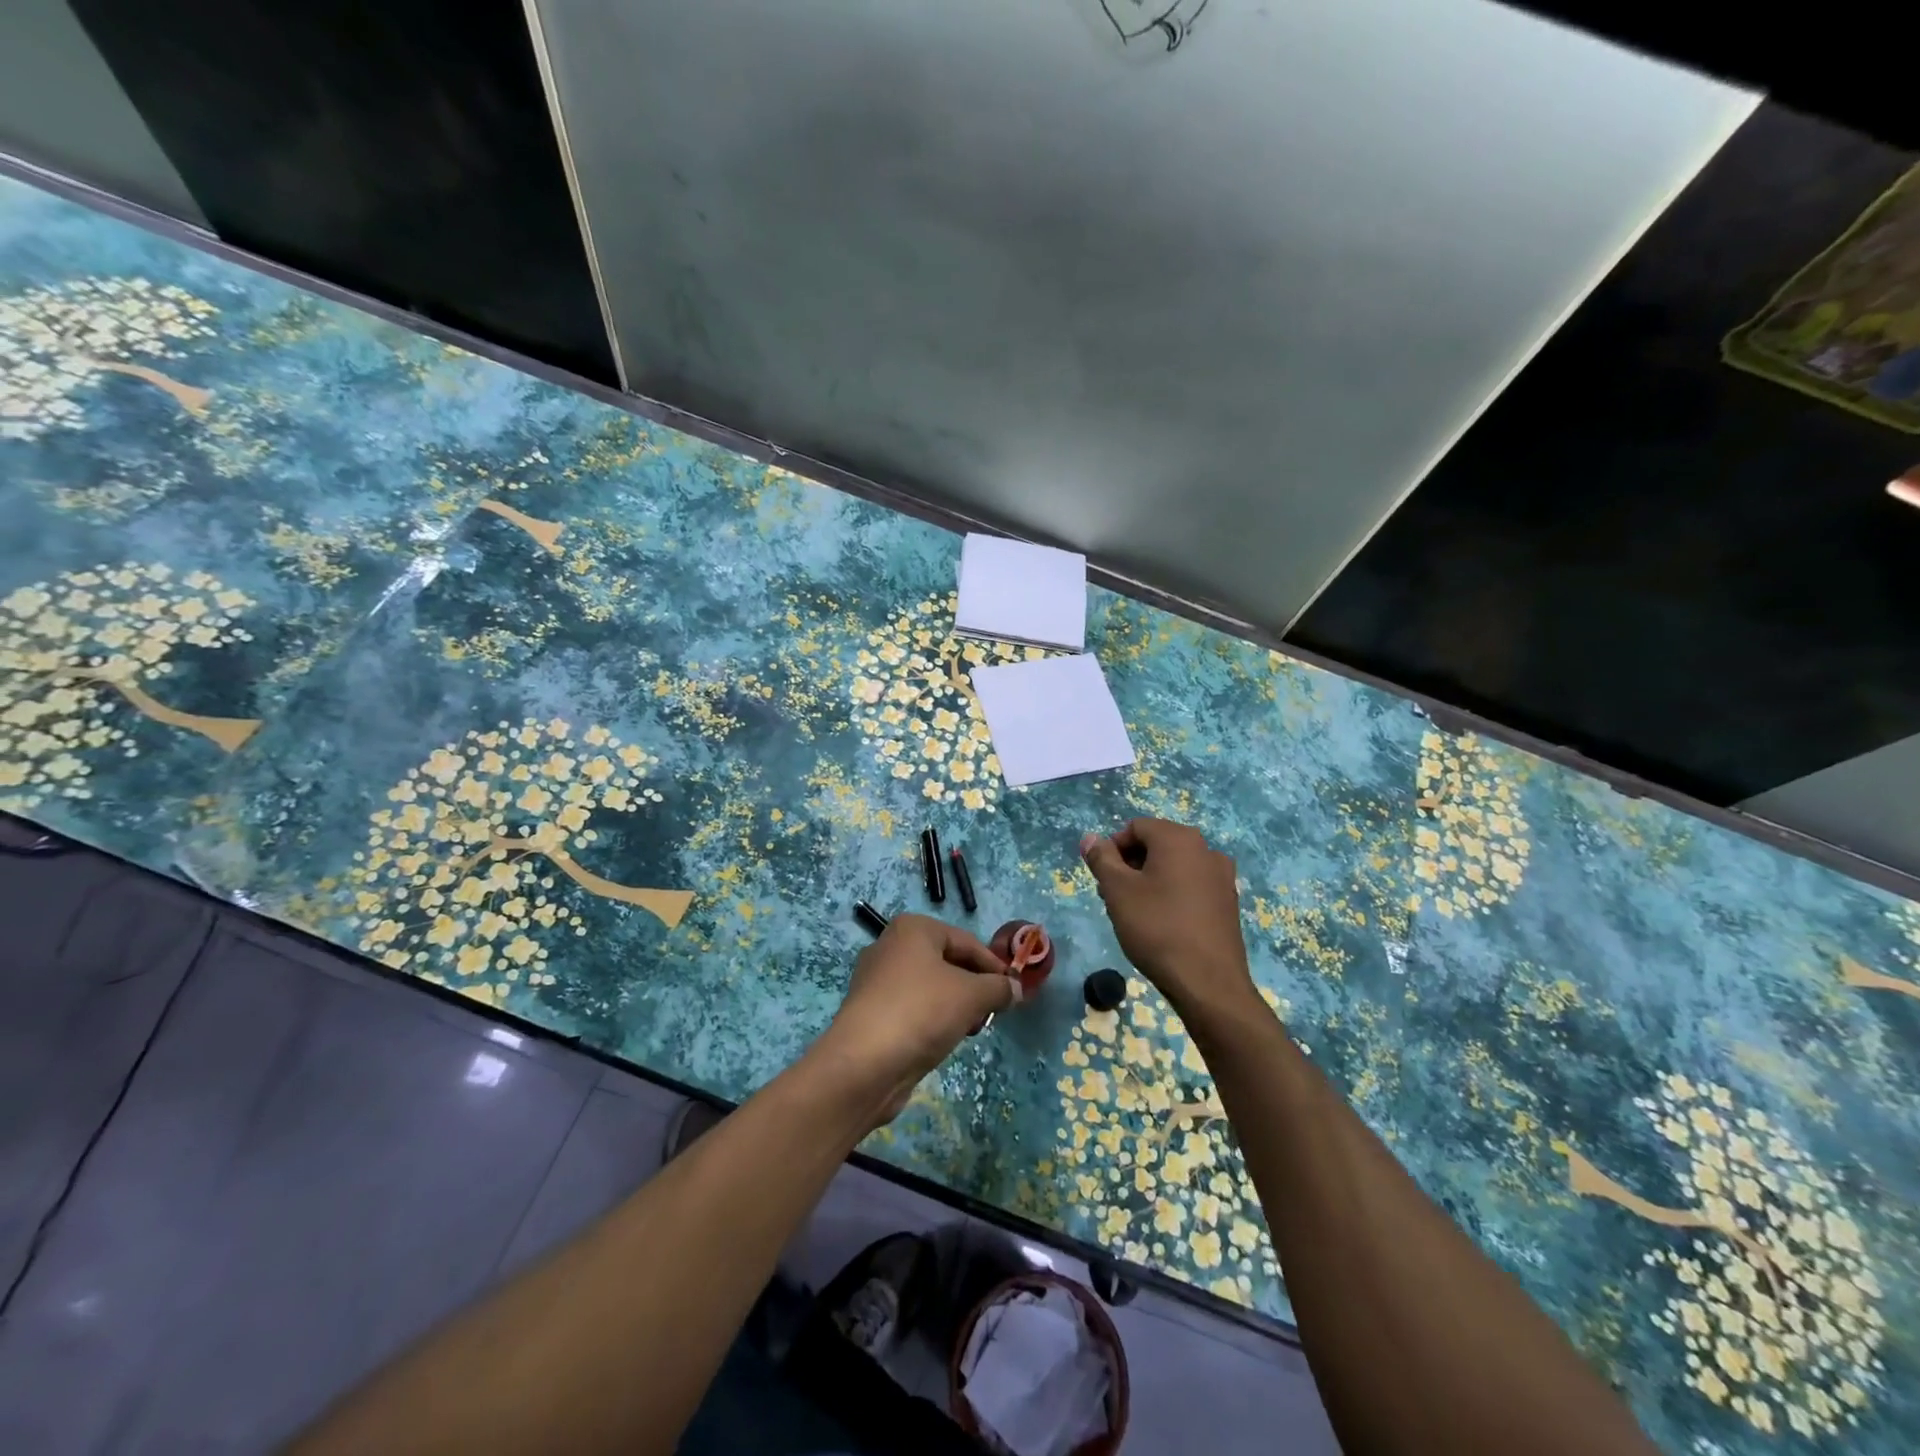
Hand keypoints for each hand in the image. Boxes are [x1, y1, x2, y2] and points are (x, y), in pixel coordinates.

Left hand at [815, 914, 1017, 1126]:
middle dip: (974, 987)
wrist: (863, 1065)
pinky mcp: (871, 1012)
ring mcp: (876, 980)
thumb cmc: (921, 1012)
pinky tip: (942, 1041)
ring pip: (930, 987)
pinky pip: (913, 1008)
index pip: (967, 942)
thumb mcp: (971, 995)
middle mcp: (891, 946)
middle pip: (948, 962)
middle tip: (991, 1013)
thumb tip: (1015, 989)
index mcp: (913, 929)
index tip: (1013, 991)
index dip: (994, 966)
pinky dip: (932, 1020)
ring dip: (955, 1006)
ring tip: (968, 1029)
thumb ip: (999, 988)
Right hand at [1080, 819, 1259, 1025]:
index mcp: (1179, 838)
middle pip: (1157, 844)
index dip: (1112, 848)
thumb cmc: (1157, 928)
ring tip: (1135, 912)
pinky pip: (1192, 885)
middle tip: (1113, 896)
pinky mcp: (1228, 902)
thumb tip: (1090, 837)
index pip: (1136, 827)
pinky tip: (1162, 923)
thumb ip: (1101, 859)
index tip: (1103, 878)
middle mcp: (1206, 849)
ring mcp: (1222, 876)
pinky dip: (1172, 894)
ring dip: (1150, 880)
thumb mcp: (1117, 891)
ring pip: (1174, 866)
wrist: (1208, 982)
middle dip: (1130, 864)